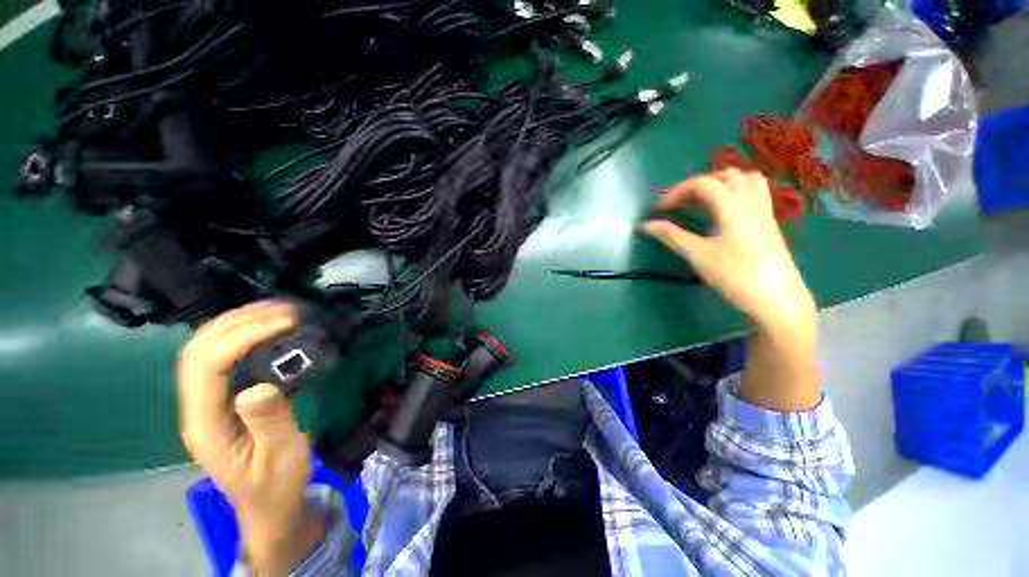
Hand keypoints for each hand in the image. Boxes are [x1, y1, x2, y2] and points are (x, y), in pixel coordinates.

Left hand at [177, 301, 323, 573]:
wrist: (269, 505)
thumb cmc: (277, 484)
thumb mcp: (282, 457)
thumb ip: (270, 422)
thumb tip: (260, 385)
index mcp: (207, 425)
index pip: (208, 367)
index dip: (241, 337)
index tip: (284, 323)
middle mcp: (198, 408)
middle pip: (198, 351)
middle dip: (237, 322)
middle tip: (282, 309)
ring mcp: (207, 403)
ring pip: (205, 350)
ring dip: (237, 323)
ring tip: (275, 310)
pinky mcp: (222, 400)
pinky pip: (221, 358)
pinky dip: (241, 334)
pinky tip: (265, 328)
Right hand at [642, 169, 815, 331]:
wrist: (777, 299)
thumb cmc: (735, 275)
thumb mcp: (698, 255)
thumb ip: (672, 236)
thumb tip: (645, 225)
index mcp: (732, 206)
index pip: (702, 184)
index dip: (676, 192)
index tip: (659, 210)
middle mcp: (751, 201)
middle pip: (724, 176)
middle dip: (696, 185)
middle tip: (678, 204)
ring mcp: (764, 210)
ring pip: (744, 180)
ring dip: (718, 184)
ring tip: (700, 202)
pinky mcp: (769, 222)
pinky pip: (754, 192)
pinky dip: (735, 192)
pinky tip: (724, 211)